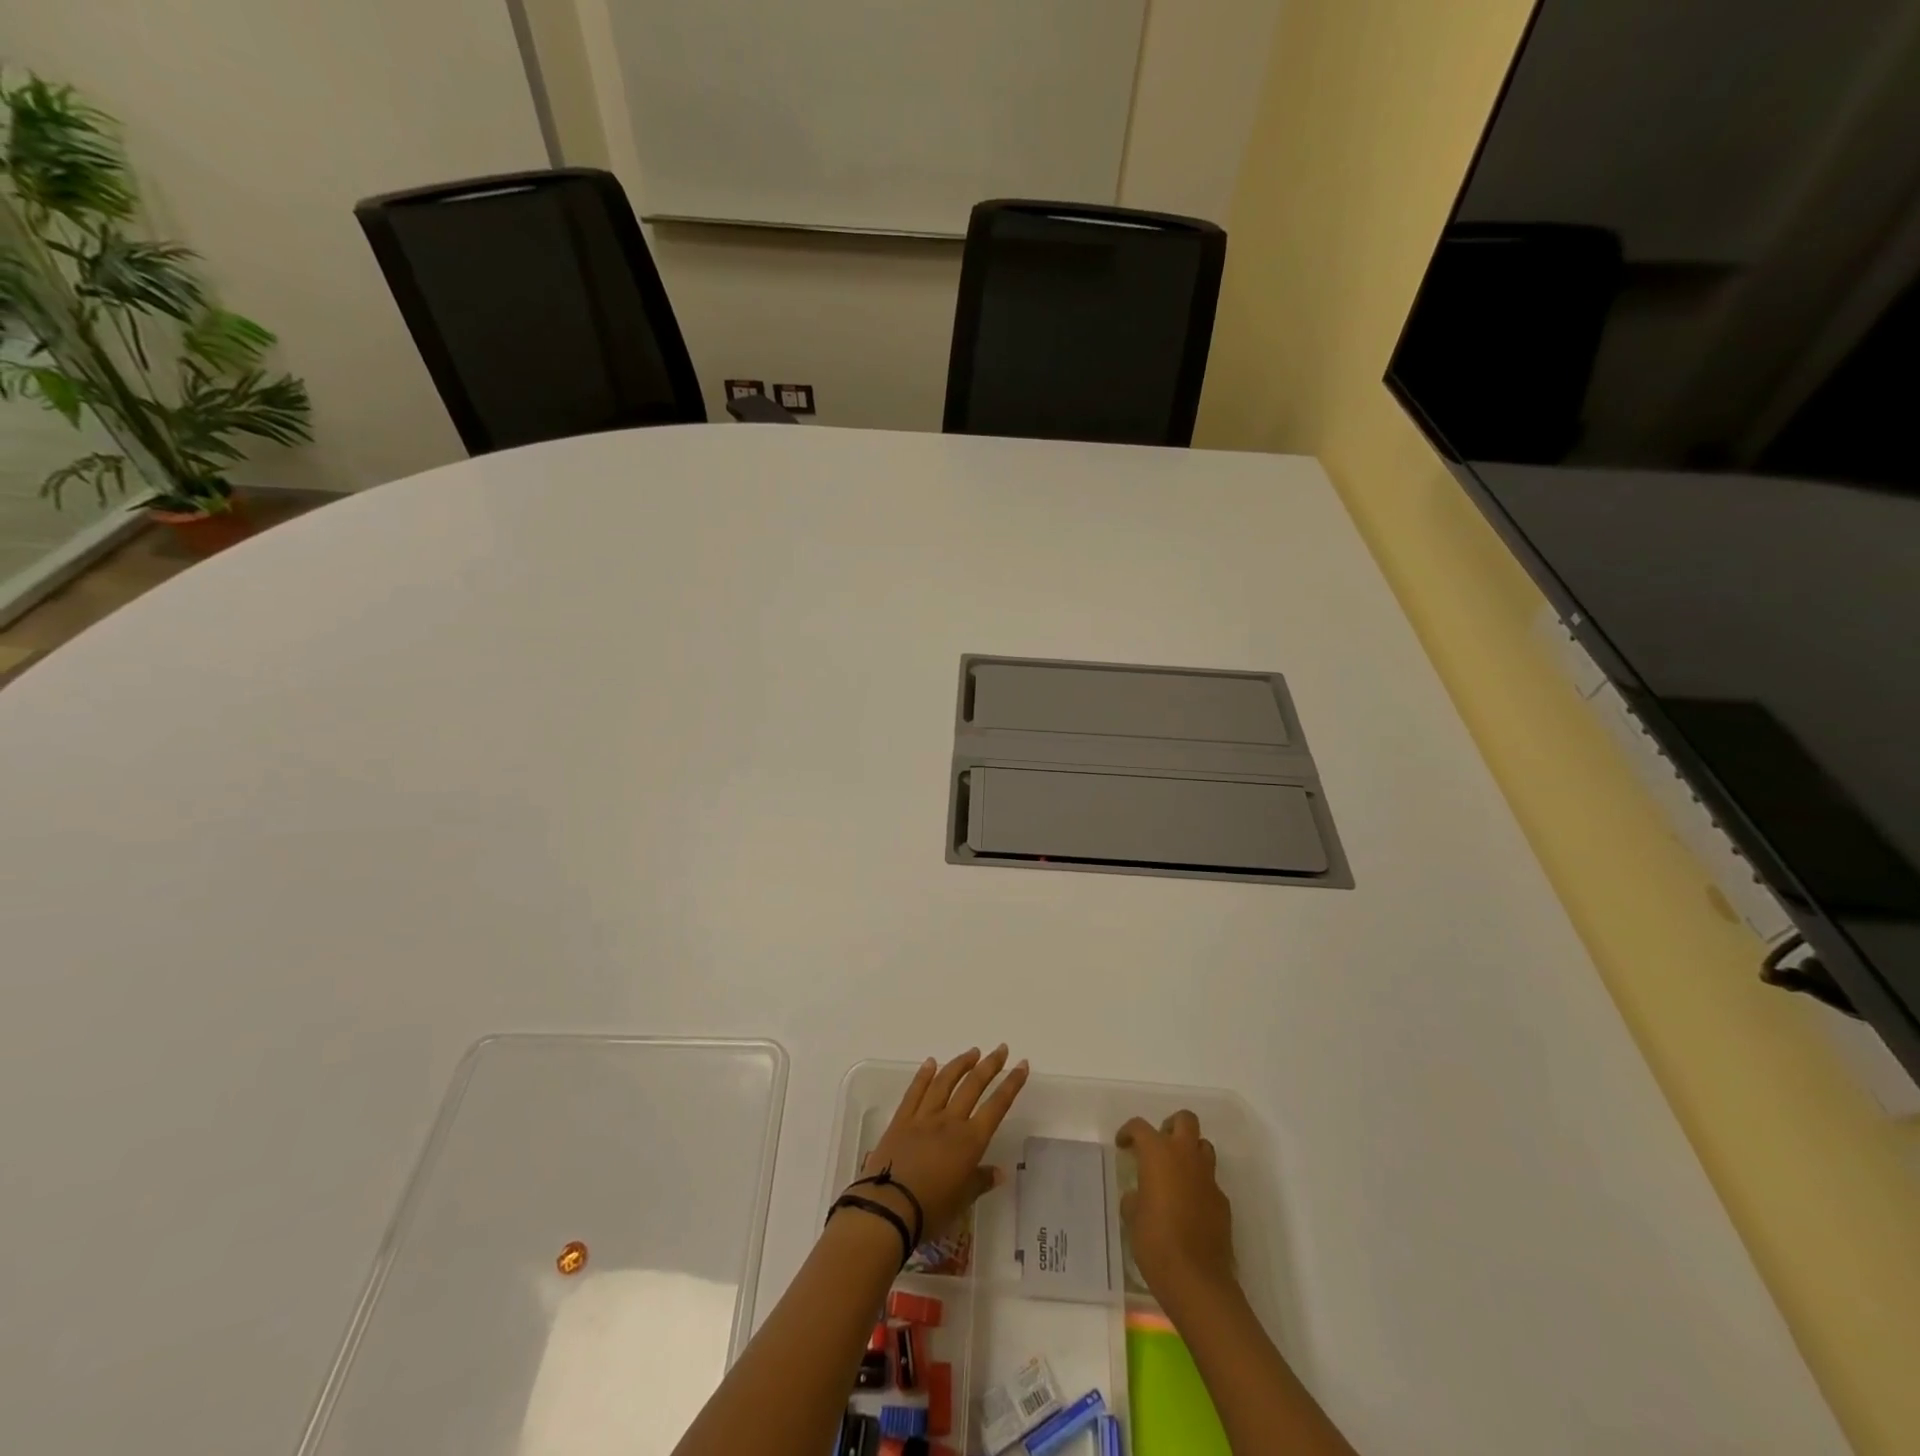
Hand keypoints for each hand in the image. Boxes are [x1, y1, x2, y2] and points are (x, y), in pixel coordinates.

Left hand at [855, 1046, 1028, 1239]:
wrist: (889, 1208)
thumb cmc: (931, 1210)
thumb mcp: (962, 1200)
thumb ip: (980, 1182)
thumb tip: (999, 1172)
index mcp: (970, 1141)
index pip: (997, 1106)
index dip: (1011, 1084)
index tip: (1022, 1065)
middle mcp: (950, 1121)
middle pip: (973, 1086)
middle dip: (990, 1066)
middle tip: (1000, 1049)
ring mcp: (924, 1117)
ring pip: (945, 1082)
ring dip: (960, 1064)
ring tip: (972, 1052)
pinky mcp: (901, 1120)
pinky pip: (915, 1091)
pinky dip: (924, 1075)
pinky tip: (931, 1063)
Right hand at [1117, 1110, 1236, 1306]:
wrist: (1197, 1280)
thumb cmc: (1155, 1242)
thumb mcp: (1133, 1217)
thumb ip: (1135, 1198)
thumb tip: (1139, 1196)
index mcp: (1158, 1154)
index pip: (1140, 1127)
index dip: (1129, 1132)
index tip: (1123, 1145)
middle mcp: (1186, 1156)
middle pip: (1185, 1120)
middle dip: (1171, 1126)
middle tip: (1159, 1145)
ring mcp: (1208, 1178)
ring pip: (1203, 1146)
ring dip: (1190, 1152)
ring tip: (1176, 1172)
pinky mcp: (1223, 1201)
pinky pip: (1211, 1181)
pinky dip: (1200, 1184)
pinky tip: (1190, 1206)